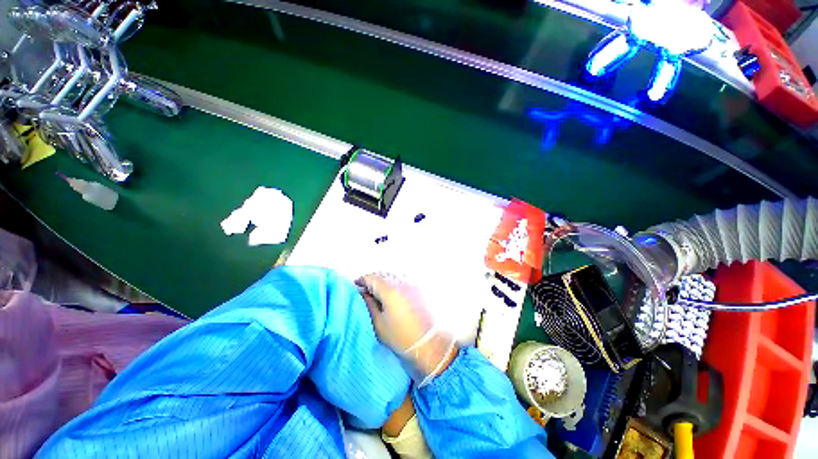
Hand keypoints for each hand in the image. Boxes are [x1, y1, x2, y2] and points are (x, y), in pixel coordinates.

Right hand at [357, 273, 457, 385]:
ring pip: (392, 275)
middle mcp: (401, 283)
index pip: (372, 278)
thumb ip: (369, 304)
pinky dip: (392, 281)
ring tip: (376, 289)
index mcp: (390, 291)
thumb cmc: (400, 336)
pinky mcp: (417, 288)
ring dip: (382, 279)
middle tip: (364, 288)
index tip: (356, 284)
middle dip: (371, 279)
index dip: (362, 279)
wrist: (427, 342)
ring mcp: (410, 284)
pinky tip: (390, 290)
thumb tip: (362, 292)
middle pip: (382, 274)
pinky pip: (401, 278)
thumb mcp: (378, 323)